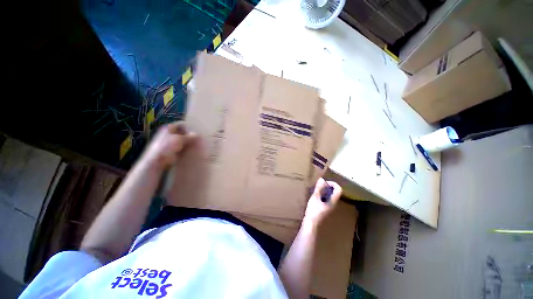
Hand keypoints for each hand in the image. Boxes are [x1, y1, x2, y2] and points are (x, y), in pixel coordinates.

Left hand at [141, 122, 196, 168]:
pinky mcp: (172, 150)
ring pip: (182, 140)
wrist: (158, 161)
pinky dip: (186, 148)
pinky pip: (181, 147)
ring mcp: (170, 142)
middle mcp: (169, 134)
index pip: (181, 124)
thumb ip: (189, 136)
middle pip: (182, 133)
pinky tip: (192, 150)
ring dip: (188, 142)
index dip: (188, 127)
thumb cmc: (167, 147)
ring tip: (196, 144)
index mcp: (168, 128)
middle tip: (198, 138)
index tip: (196, 131)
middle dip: (189, 135)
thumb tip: (197, 135)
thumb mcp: (179, 139)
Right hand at [303, 178, 341, 226]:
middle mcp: (333, 204)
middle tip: (320, 185)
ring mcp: (330, 207)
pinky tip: (316, 195)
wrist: (311, 224)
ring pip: (331, 195)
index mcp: (333, 201)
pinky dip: (323, 194)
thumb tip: (321, 179)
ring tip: (317, 189)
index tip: (324, 182)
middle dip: (328, 186)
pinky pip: (327, 198)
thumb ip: (318, 188)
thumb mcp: (315, 198)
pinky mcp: (326, 208)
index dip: (333, 183)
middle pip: (335, 192)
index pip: (338, 189)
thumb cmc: (313, 211)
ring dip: (325, 190)